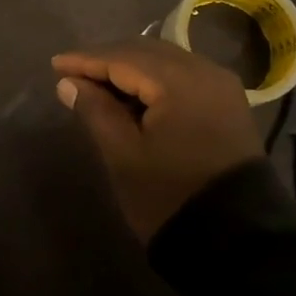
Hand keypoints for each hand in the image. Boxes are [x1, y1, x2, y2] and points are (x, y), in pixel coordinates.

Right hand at [52, 39, 259, 241]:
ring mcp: (221, 86)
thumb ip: (96, 111)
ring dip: (131, 68)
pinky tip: (134, 94)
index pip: (123, 58)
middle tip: (74, 73)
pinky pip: (184, 76)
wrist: (239, 243)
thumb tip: (69, 83)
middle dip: (108, 60)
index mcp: (178, 81)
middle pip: (146, 52)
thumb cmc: (170, 196)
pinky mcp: (229, 104)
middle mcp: (204, 71)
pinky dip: (155, 79)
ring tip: (99, 84)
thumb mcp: (124, 155)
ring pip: (166, 61)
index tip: (55, 64)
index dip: (86, 60)